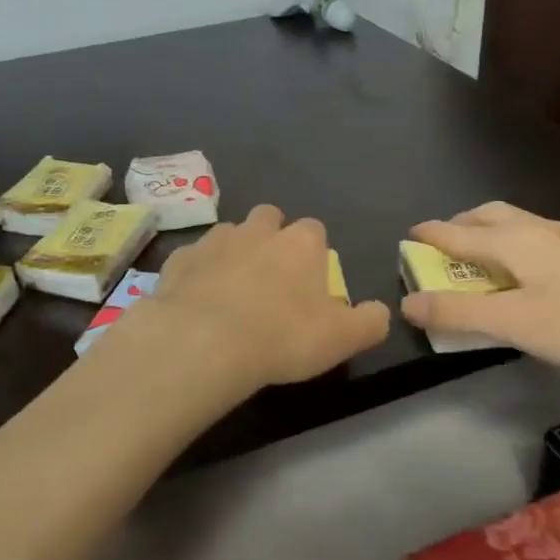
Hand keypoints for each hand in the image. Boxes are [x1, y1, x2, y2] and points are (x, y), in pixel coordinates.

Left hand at [104, 205, 390, 409]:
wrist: (204, 341)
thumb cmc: (282, 337)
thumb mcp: (342, 339)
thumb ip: (369, 321)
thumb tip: (380, 311)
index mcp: (300, 243)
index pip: (314, 230)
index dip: (313, 253)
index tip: (309, 281)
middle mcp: (258, 230)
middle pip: (269, 217)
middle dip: (271, 237)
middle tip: (271, 277)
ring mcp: (215, 240)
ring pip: (229, 233)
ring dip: (234, 252)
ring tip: (231, 289)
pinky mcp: (179, 258)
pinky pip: (193, 257)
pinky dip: (198, 272)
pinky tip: (197, 301)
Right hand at [401, 202, 559, 382]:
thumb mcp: (514, 324)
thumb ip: (459, 313)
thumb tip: (408, 302)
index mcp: (514, 239)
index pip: (457, 232)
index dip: (429, 236)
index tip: (409, 236)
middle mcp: (540, 228)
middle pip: (488, 215)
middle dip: (460, 226)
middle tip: (443, 247)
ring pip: (517, 224)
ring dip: (489, 234)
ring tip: (482, 260)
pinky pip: (540, 239)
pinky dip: (517, 246)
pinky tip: (532, 274)